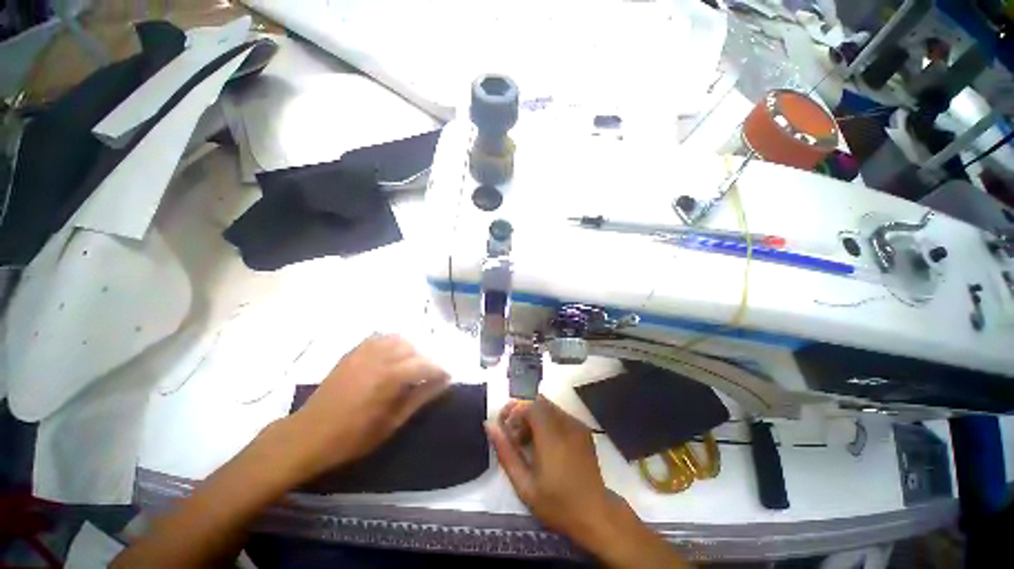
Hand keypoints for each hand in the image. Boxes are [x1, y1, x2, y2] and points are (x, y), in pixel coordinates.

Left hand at [285, 334, 449, 479]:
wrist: (309, 434)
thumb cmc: (353, 436)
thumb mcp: (391, 423)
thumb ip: (420, 399)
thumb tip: (444, 384)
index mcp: (389, 378)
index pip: (424, 365)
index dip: (439, 370)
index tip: (447, 377)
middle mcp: (379, 358)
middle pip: (412, 348)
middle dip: (424, 360)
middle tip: (426, 377)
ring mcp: (363, 353)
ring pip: (397, 339)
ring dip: (409, 349)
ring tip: (409, 366)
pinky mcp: (352, 353)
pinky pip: (378, 338)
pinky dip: (390, 343)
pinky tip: (391, 356)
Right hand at [485, 397, 621, 544]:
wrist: (595, 514)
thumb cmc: (556, 503)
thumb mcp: (524, 484)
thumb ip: (505, 452)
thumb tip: (489, 425)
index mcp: (551, 436)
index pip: (530, 405)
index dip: (514, 411)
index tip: (505, 428)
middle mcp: (566, 423)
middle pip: (538, 402)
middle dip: (522, 412)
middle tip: (513, 434)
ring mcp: (577, 425)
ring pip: (549, 406)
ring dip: (534, 416)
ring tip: (527, 440)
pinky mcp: (583, 429)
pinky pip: (560, 414)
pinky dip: (547, 421)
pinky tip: (544, 442)